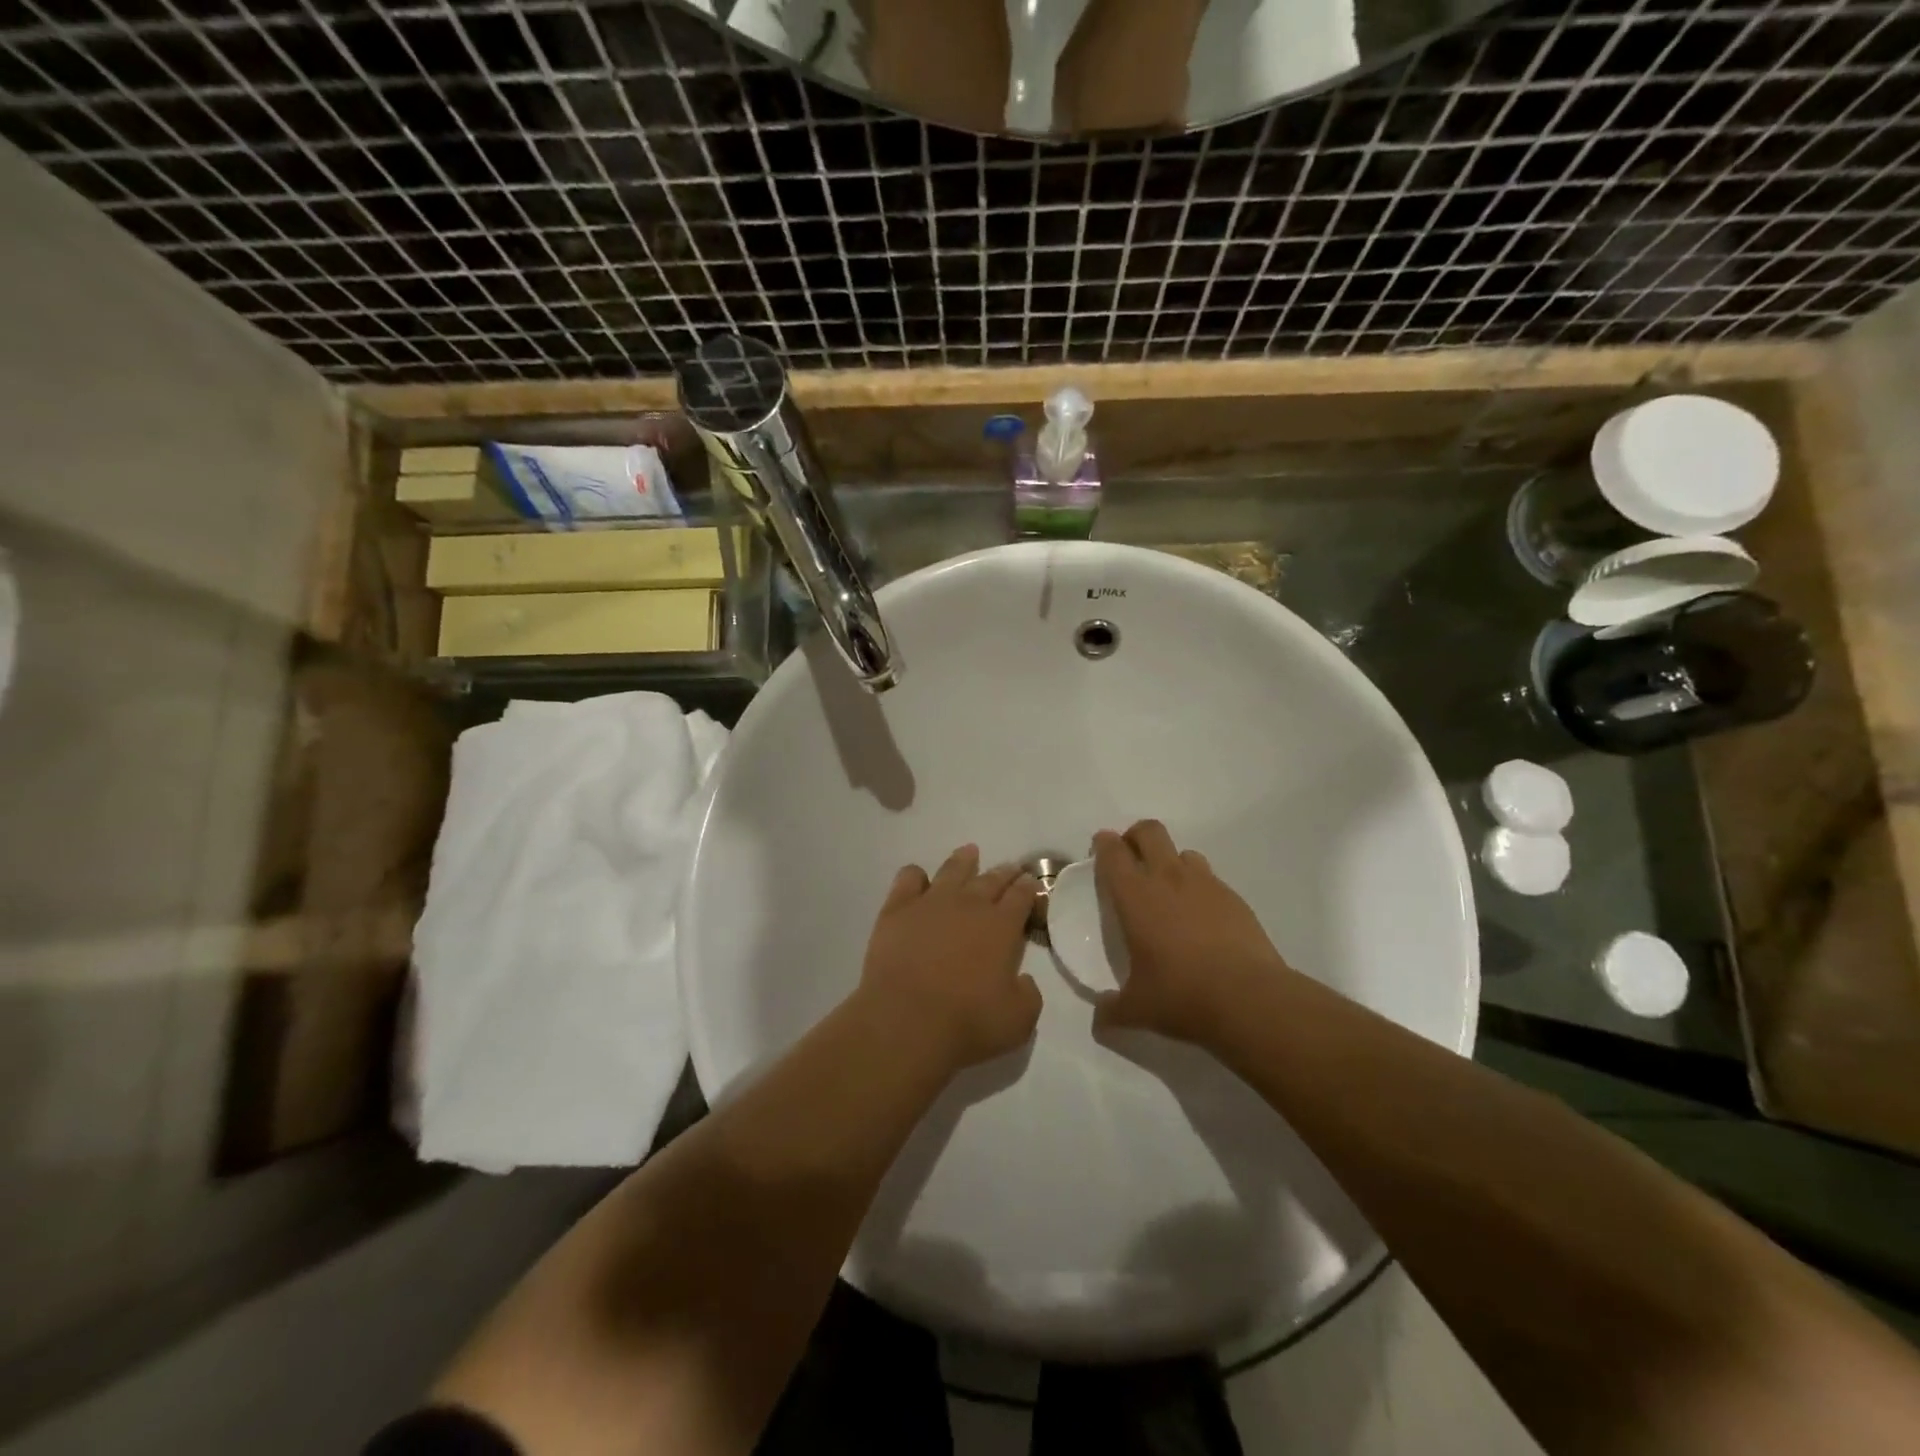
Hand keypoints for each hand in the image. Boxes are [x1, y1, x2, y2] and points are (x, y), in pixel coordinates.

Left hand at [855, 845, 1042, 1074]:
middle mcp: (970, 904)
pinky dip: (916, 875)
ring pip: (952, 869)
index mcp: (1003, 926)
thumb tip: (1023, 979)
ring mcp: (931, 902)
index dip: (1029, 888)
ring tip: (970, 852)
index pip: (1022, 896)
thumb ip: (1028, 994)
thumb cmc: (968, 1023)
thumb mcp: (1019, 1020)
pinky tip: (918, 878)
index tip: (1031, 883)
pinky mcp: (897, 909)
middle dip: (1005, 872)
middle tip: (1011, 869)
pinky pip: (909, 878)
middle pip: (992, 878)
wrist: (906, 1021)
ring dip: (964, 860)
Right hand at [1092, 820, 1291, 1045]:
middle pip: (1150, 832)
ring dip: (1171, 862)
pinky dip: (1200, 888)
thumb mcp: (1137, 1009)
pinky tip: (1202, 919)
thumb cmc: (1181, 996)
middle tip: (1131, 858)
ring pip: (1184, 852)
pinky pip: (1211, 880)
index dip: (1104, 844)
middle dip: (1136, 836)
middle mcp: (1168, 879)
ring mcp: (1206, 885)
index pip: (1113, 852)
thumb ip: (1112, 1010)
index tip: (1100, 848)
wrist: (1249, 1000)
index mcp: (1135, 896)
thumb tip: (1100, 1019)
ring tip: (1169, 891)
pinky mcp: (1235, 899)